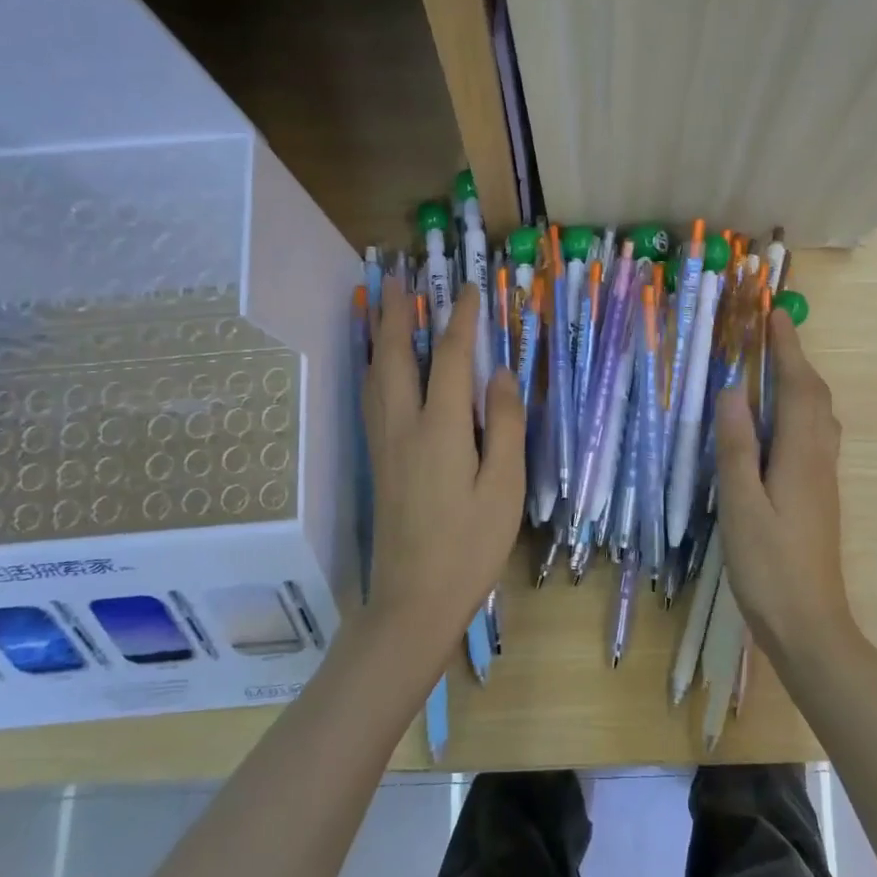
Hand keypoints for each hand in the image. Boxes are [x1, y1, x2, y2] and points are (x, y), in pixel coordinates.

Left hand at [362, 277, 523, 649]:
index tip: (471, 289)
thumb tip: (502, 373)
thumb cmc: (469, 545)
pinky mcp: (376, 460)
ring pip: (374, 373)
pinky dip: (372, 365)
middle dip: (399, 312)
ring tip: (383, 306)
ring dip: (379, 333)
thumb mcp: (504, 487)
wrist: (413, 600)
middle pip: (395, 355)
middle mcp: (403, 425)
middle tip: (401, 277)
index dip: (462, 319)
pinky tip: (377, 364)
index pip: (451, 358)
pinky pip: (370, 396)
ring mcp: (383, 443)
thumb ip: (506, 426)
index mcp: (440, 429)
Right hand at [713, 310, 854, 661]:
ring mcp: (824, 478)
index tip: (775, 315)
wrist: (810, 625)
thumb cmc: (769, 566)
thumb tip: (732, 389)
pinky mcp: (820, 495)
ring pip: (821, 416)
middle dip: (797, 359)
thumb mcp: (741, 505)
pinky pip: (816, 435)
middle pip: (816, 396)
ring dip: (803, 382)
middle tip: (773, 333)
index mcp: (800, 455)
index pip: (797, 387)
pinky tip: (783, 422)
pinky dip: (803, 409)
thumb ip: (736, 447)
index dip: (787, 349)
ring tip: (777, 366)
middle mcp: (819, 458)